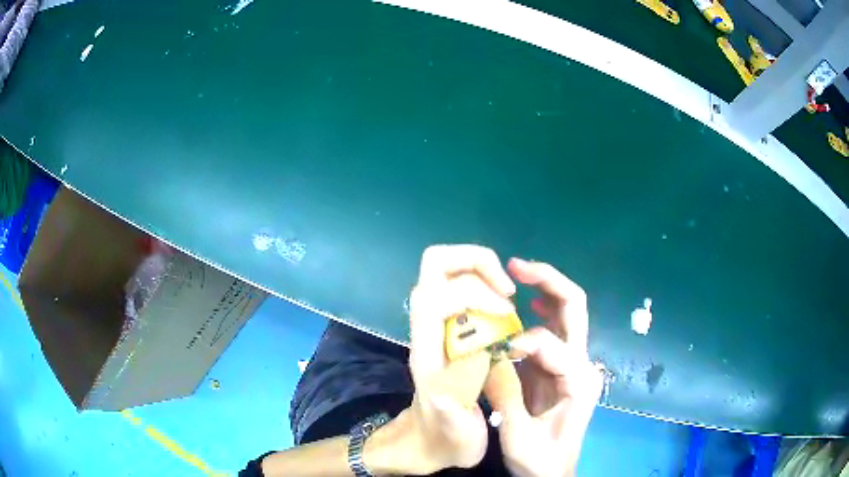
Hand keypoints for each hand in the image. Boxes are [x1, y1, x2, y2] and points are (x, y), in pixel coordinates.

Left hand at [383, 245, 515, 474]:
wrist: (427, 442)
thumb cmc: (446, 438)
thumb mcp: (456, 435)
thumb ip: (453, 415)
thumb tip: (452, 389)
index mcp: (427, 353)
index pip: (437, 297)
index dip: (477, 294)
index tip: (509, 316)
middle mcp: (424, 329)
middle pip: (434, 264)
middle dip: (476, 261)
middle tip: (508, 290)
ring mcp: (432, 323)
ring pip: (445, 268)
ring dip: (481, 269)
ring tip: (508, 297)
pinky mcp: (443, 325)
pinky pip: (457, 283)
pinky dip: (482, 281)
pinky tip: (502, 308)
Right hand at [485, 259, 602, 476]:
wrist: (553, 473)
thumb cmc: (540, 460)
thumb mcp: (519, 437)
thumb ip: (507, 396)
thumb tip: (493, 355)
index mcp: (579, 381)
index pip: (552, 344)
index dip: (521, 342)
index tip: (495, 354)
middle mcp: (582, 364)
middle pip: (574, 309)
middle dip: (548, 281)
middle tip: (516, 266)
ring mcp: (572, 364)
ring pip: (567, 313)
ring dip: (544, 289)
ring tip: (516, 275)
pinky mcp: (559, 367)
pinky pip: (551, 330)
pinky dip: (538, 310)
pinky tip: (523, 303)